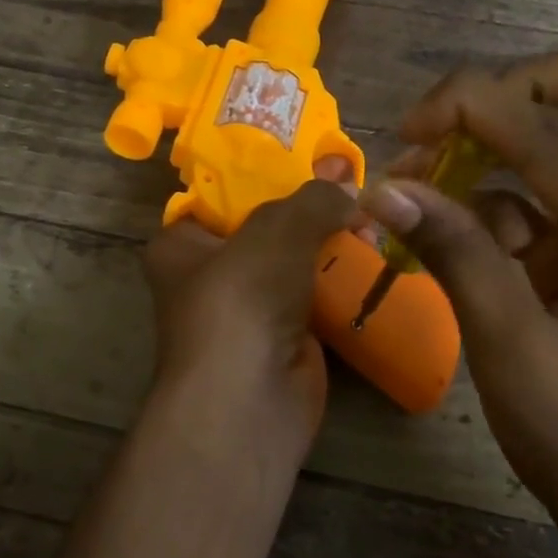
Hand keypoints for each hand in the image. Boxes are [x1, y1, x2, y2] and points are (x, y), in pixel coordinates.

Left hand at [143, 160, 361, 472]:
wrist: (250, 399)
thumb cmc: (242, 299)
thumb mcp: (276, 230)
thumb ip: (312, 199)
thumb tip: (345, 183)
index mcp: (181, 245)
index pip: (223, 196)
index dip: (266, 174)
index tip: (312, 157)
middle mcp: (209, 276)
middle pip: (266, 229)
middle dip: (310, 210)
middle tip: (354, 186)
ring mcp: (248, 311)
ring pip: (295, 265)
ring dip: (331, 246)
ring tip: (373, 217)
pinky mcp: (283, 339)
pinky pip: (316, 300)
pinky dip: (341, 284)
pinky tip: (376, 259)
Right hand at [360, 48, 557, 551]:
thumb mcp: (513, 355)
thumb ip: (457, 258)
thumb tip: (386, 189)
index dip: (479, 111)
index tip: (408, 124)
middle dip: (529, 83)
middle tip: (454, 117)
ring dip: (514, 131)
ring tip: (434, 170)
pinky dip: (512, 189)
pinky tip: (460, 225)